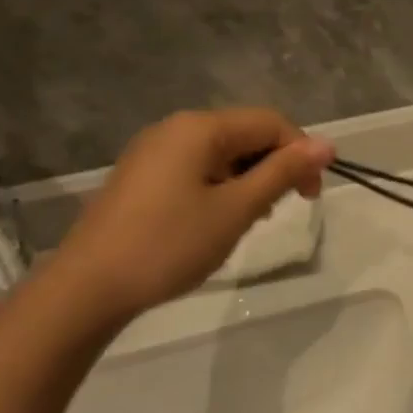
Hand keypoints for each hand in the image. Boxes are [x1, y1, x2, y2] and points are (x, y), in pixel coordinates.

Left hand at [45, 108, 334, 326]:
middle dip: (272, 168)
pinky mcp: (141, 175)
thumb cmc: (169, 245)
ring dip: (247, 180)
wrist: (85, 289)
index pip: (270, 122)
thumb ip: (283, 172)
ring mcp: (153, 151)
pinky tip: (215, 221)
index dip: (300, 153)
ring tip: (247, 221)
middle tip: (278, 212)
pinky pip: (197, 168)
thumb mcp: (237, 209)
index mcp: (200, 127)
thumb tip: (327, 144)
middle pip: (246, 134)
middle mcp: (176, 128)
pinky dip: (219, 187)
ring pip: (222, 153)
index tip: (311, 196)